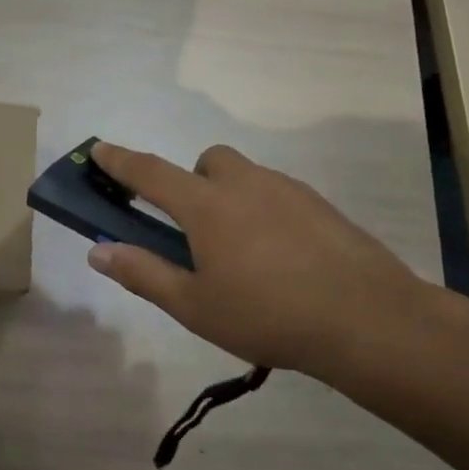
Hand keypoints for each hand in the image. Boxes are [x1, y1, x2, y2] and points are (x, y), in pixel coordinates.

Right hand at [85, 141, 442, 376]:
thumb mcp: (194, 306)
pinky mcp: (322, 206)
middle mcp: (245, 185)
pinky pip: (278, 194)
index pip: (150, 173)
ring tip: (243, 253)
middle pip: (206, 162)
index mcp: (207, 206)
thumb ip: (143, 273)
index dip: (120, 160)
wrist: (371, 321)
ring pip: (246, 176)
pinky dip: (265, 212)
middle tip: (196, 230)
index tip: (99, 149)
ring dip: (230, 197)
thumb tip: (98, 251)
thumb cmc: (269, 315)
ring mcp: (288, 191)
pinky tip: (281, 259)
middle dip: (191, 182)